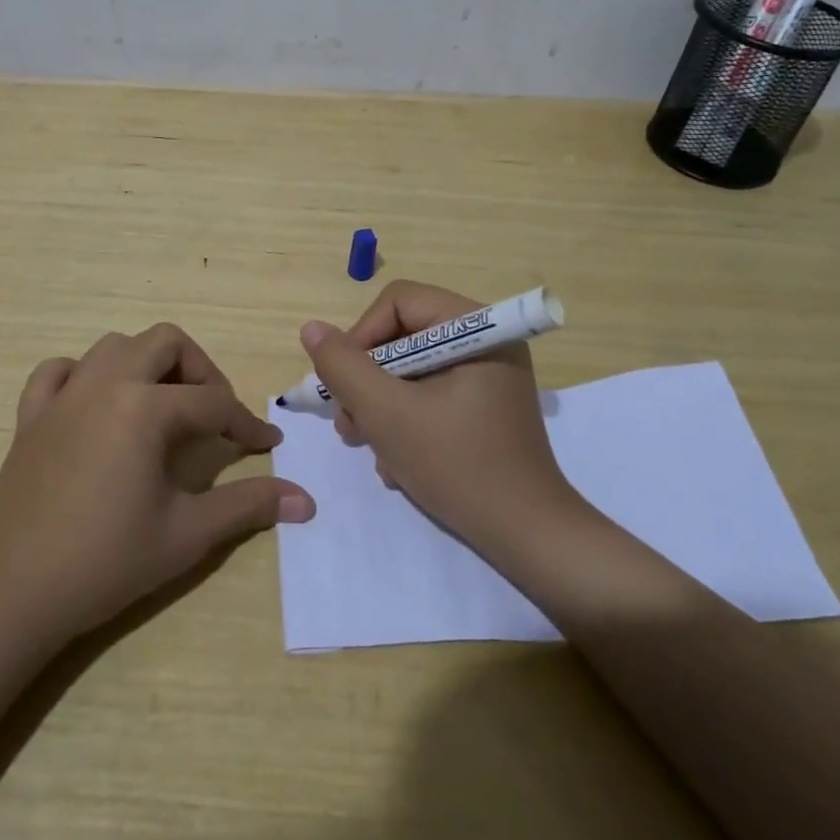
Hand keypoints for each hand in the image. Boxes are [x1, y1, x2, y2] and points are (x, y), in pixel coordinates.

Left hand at [0, 323, 315, 647]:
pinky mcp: (31, 417)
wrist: (10, 595)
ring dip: (147, 364)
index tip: (267, 446)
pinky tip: (96, 404)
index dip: (245, 424)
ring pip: (114, 346)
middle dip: (200, 370)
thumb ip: (248, 506)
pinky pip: (58, 371)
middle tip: (213, 414)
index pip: (213, 403)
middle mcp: (105, 384)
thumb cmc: (104, 561)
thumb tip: (306, 501)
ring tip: (162, 406)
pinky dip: (83, 375)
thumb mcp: (186, 534)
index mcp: (144, 407)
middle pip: (165, 343)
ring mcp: (63, 396)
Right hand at [300, 280, 580, 560]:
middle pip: (403, 336)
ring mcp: (487, 375)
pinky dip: (406, 420)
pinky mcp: (484, 406)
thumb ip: (344, 367)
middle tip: (350, 423)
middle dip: (369, 380)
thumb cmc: (457, 465)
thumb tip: (312, 328)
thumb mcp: (387, 414)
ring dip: (381, 405)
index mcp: (476, 327)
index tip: (344, 384)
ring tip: (368, 446)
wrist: (527, 537)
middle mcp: (486, 341)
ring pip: (412, 369)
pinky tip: (397, 462)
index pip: (399, 302)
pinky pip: (431, 393)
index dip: (362, 336)